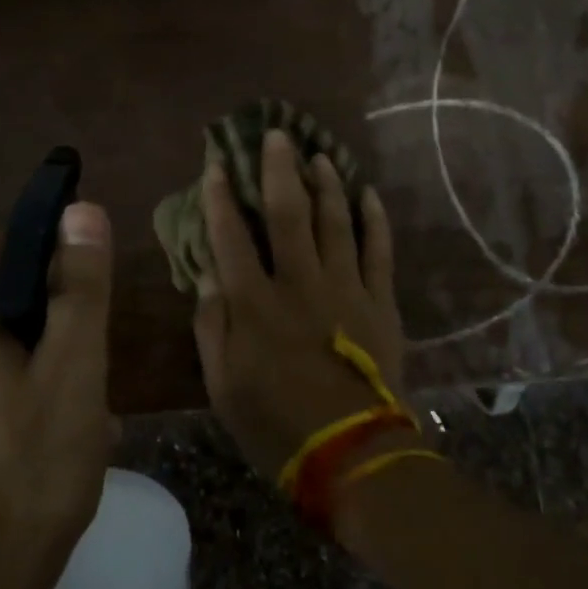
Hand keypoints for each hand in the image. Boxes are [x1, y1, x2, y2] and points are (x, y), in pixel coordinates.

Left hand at [0, 202, 115, 588]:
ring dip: (47, 366)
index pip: (3, 248)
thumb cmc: (29, 473)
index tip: (94, 287)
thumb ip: (80, 287)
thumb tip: (80, 208)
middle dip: (56, 323)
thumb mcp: (73, 371)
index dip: (53, 252)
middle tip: (96, 365)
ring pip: (0, 352)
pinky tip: (58, 442)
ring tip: (87, 412)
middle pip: (4, 302)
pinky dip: (25, 398)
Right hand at [193, 129, 408, 479]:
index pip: (230, 236)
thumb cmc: (276, 424)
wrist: (352, 455)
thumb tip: (207, 275)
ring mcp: (345, 288)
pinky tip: (369, 194)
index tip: (217, 165)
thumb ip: (212, 327)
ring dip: (326, 184)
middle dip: (279, 169)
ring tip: (321, 155)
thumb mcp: (223, 386)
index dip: (221, 197)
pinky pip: (379, 250)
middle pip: (287, 213)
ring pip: (335, 221)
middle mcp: (298, 283)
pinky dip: (375, 219)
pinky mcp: (380, 302)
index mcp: (254, 304)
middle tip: (277, 134)